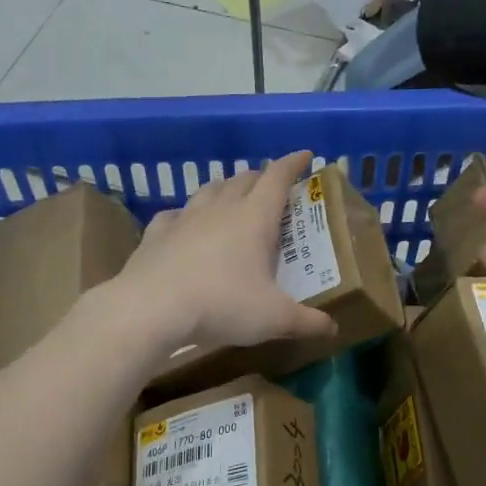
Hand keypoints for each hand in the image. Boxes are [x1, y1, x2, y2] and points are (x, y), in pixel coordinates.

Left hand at [113, 149, 336, 358]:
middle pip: (243, 179)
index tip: (305, 156)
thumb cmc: (222, 305)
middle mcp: (220, 208)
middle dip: (260, 177)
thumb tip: (333, 328)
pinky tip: (185, 225)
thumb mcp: (273, 318)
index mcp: (254, 218)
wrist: (152, 308)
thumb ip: (306, 322)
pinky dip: (187, 215)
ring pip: (209, 190)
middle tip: (271, 187)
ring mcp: (185, 217)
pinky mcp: (156, 233)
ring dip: (225, 189)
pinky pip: (175, 214)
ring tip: (232, 199)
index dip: (293, 164)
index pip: (277, 178)